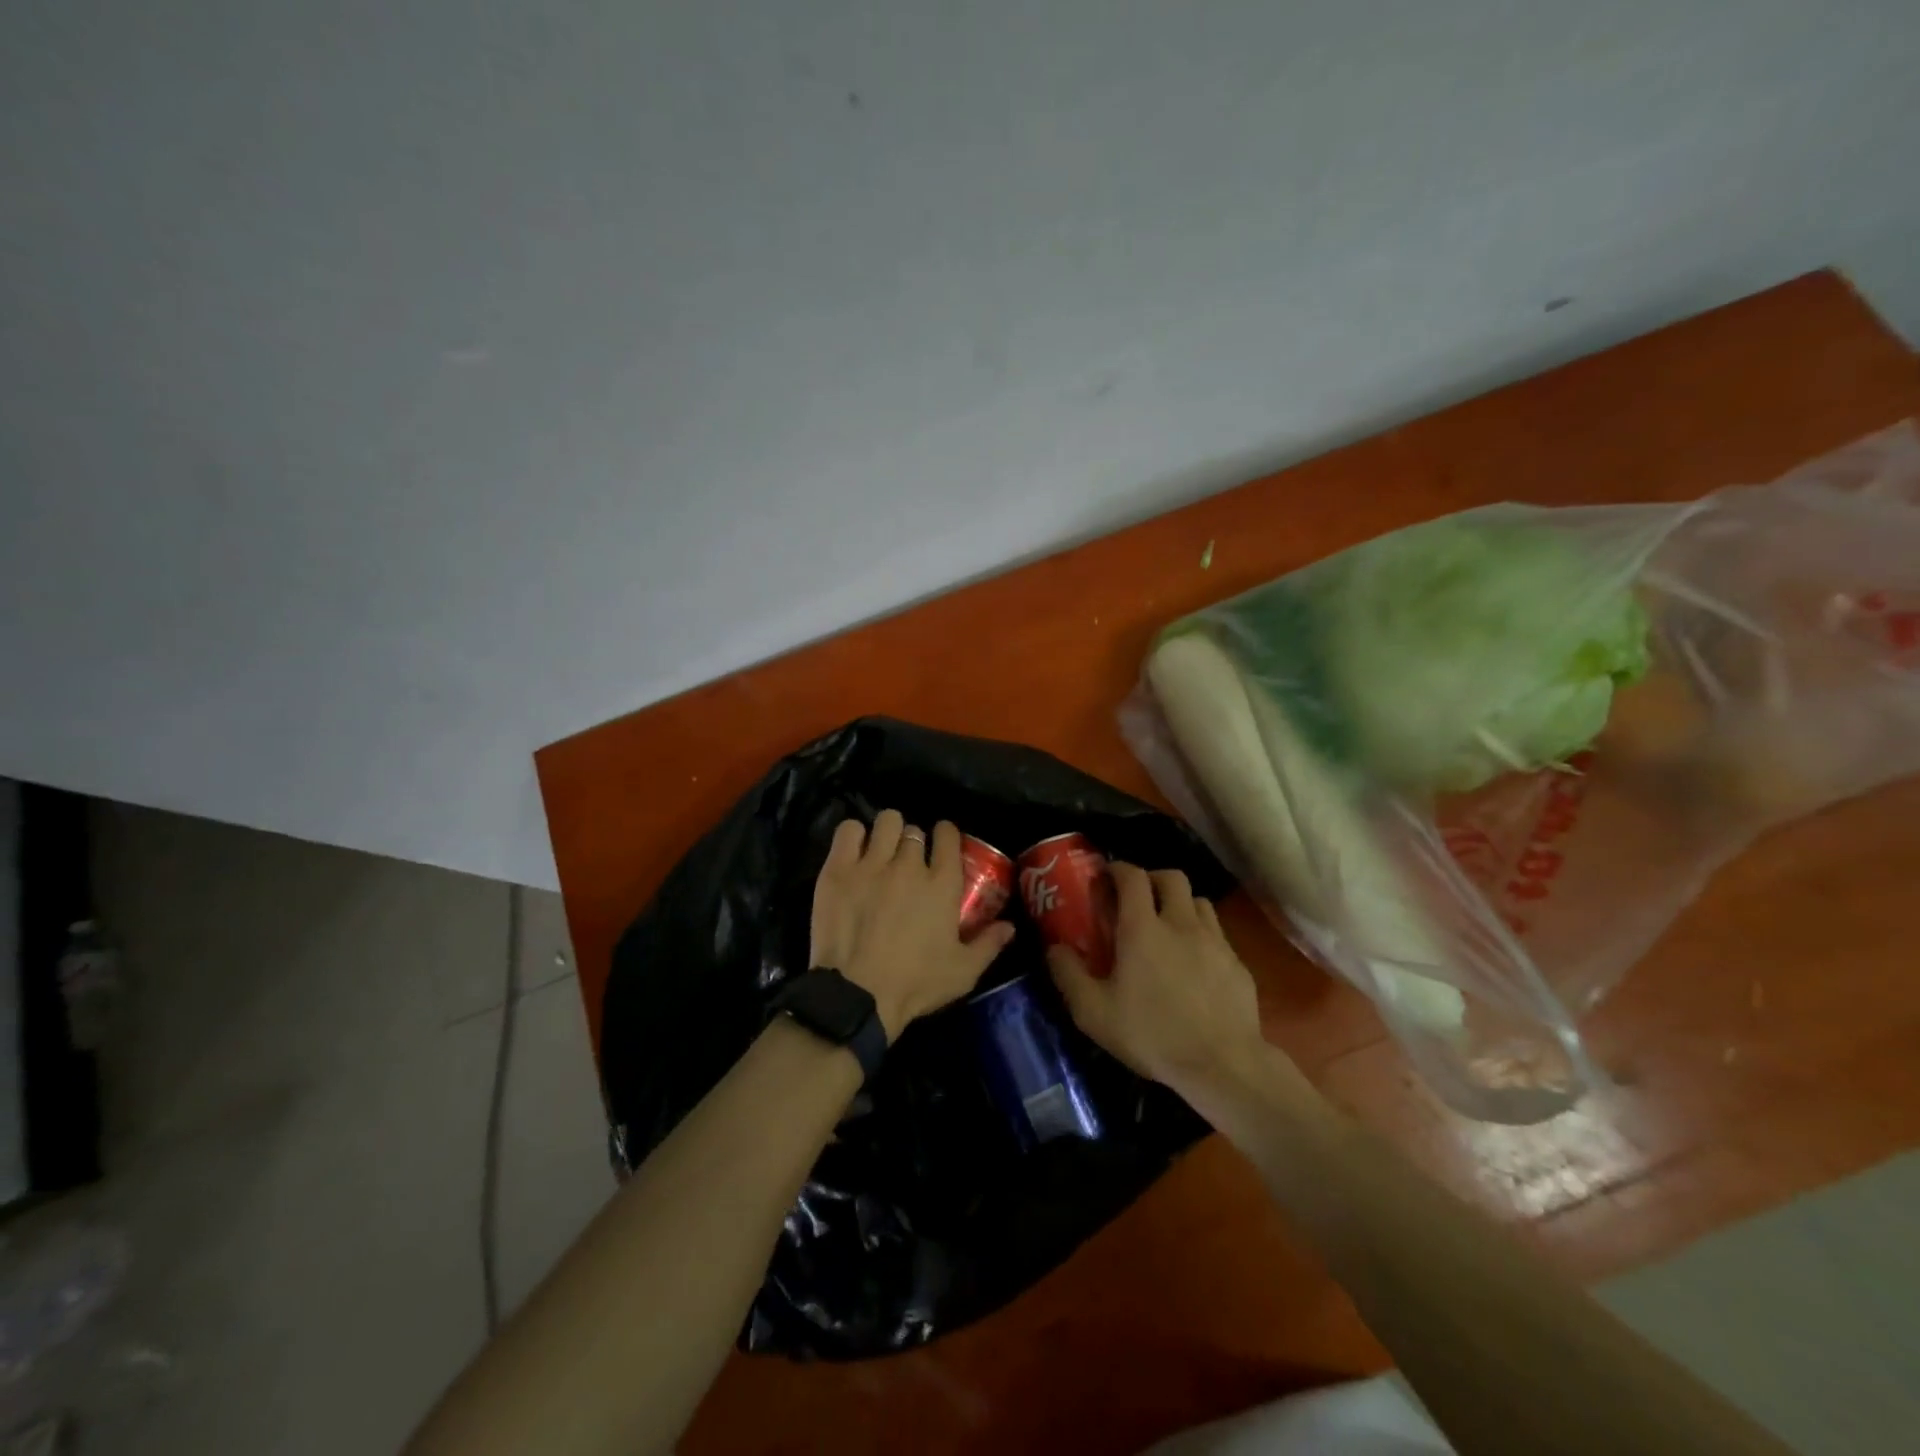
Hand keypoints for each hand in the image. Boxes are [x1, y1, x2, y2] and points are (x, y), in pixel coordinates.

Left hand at [810, 810, 1015, 1039]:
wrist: (857, 995)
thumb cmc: (914, 984)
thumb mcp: (963, 972)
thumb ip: (989, 944)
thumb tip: (1010, 926)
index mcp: (942, 884)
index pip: (947, 835)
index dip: (945, 834)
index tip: (941, 843)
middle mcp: (909, 865)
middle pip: (914, 831)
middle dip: (914, 842)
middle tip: (907, 862)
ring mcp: (872, 864)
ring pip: (885, 822)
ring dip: (887, 832)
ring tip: (882, 849)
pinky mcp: (839, 869)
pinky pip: (848, 830)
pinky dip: (854, 835)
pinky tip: (855, 851)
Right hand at [1046, 862, 1269, 1095]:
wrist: (1223, 1066)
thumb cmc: (1152, 1035)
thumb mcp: (1094, 1013)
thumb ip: (1069, 975)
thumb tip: (1055, 948)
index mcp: (1143, 929)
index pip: (1133, 877)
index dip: (1118, 869)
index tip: (1107, 876)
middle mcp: (1181, 924)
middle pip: (1172, 877)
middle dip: (1152, 879)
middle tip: (1138, 899)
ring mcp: (1215, 942)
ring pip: (1199, 901)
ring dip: (1180, 904)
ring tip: (1168, 928)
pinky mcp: (1238, 964)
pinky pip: (1218, 934)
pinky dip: (1202, 936)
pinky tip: (1194, 964)